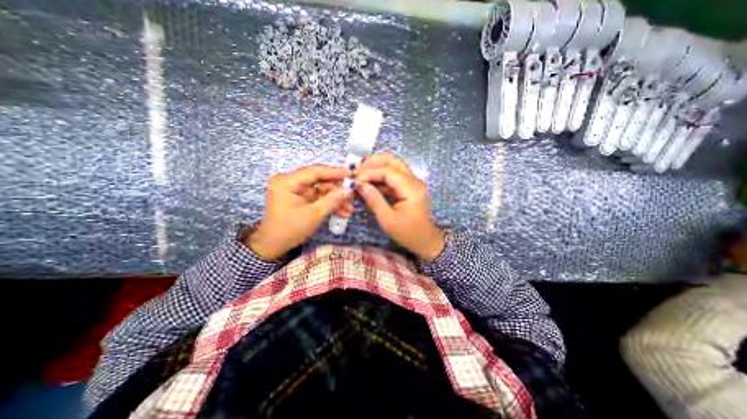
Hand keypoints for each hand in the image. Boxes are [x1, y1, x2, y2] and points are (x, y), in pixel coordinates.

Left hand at [247, 165, 353, 258]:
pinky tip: (342, 212)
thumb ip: (332, 200)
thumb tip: (348, 190)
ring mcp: (296, 190)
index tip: (351, 174)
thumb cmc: (289, 230)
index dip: (334, 172)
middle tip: (352, 195)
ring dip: (335, 199)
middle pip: (319, 180)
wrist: (273, 246)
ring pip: (321, 189)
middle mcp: (290, 182)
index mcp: (287, 182)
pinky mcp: (301, 198)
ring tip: (349, 209)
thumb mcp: (313, 215)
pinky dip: (329, 203)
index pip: (314, 171)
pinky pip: (318, 197)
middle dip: (337, 189)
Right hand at [354, 153, 441, 259]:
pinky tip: (369, 184)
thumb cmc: (408, 233)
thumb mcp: (388, 219)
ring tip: (360, 176)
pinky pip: (393, 177)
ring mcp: (412, 183)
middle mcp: (414, 181)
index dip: (370, 172)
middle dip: (373, 162)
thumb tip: (359, 184)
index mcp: (411, 188)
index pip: (388, 171)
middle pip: (393, 161)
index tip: (355, 179)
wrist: (425, 241)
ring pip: (393, 166)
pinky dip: (380, 178)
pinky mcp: (408, 188)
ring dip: (376, 168)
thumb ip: (374, 199)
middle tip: (357, 170)